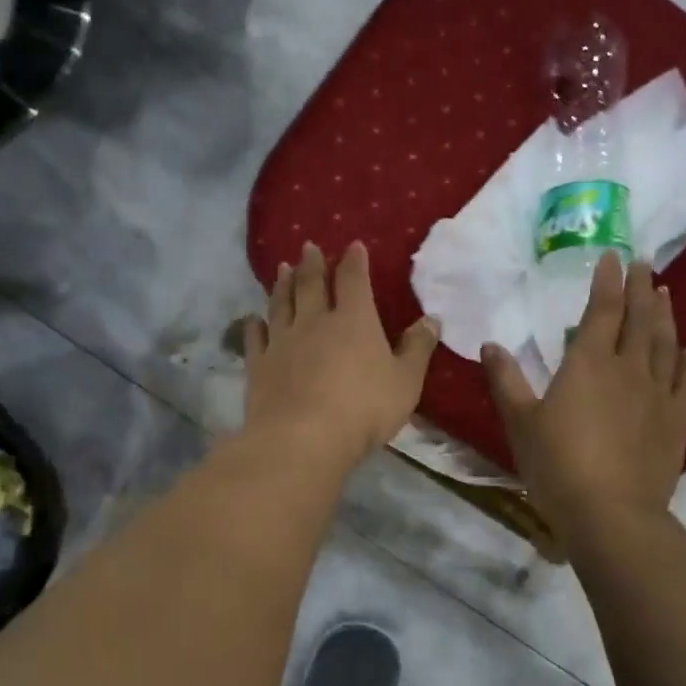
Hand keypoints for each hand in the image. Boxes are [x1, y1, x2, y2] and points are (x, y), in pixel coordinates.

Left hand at [243, 241, 439, 471]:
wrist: (302, 438)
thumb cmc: (363, 409)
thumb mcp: (405, 382)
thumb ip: (417, 349)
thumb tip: (431, 319)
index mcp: (353, 320)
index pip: (354, 280)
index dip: (354, 262)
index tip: (353, 246)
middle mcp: (314, 322)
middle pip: (311, 285)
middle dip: (312, 264)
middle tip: (308, 247)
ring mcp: (282, 342)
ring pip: (281, 305)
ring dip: (282, 285)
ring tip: (281, 269)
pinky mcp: (258, 366)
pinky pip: (255, 338)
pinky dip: (254, 326)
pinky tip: (253, 319)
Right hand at [482, 253, 685, 539]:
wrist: (611, 513)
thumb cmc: (557, 465)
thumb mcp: (521, 422)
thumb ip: (506, 381)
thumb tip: (490, 344)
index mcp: (589, 363)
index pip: (603, 310)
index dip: (608, 281)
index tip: (613, 256)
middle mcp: (629, 369)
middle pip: (639, 319)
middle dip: (640, 289)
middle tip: (644, 265)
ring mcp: (658, 394)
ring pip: (666, 344)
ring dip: (665, 315)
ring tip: (665, 292)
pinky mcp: (677, 422)